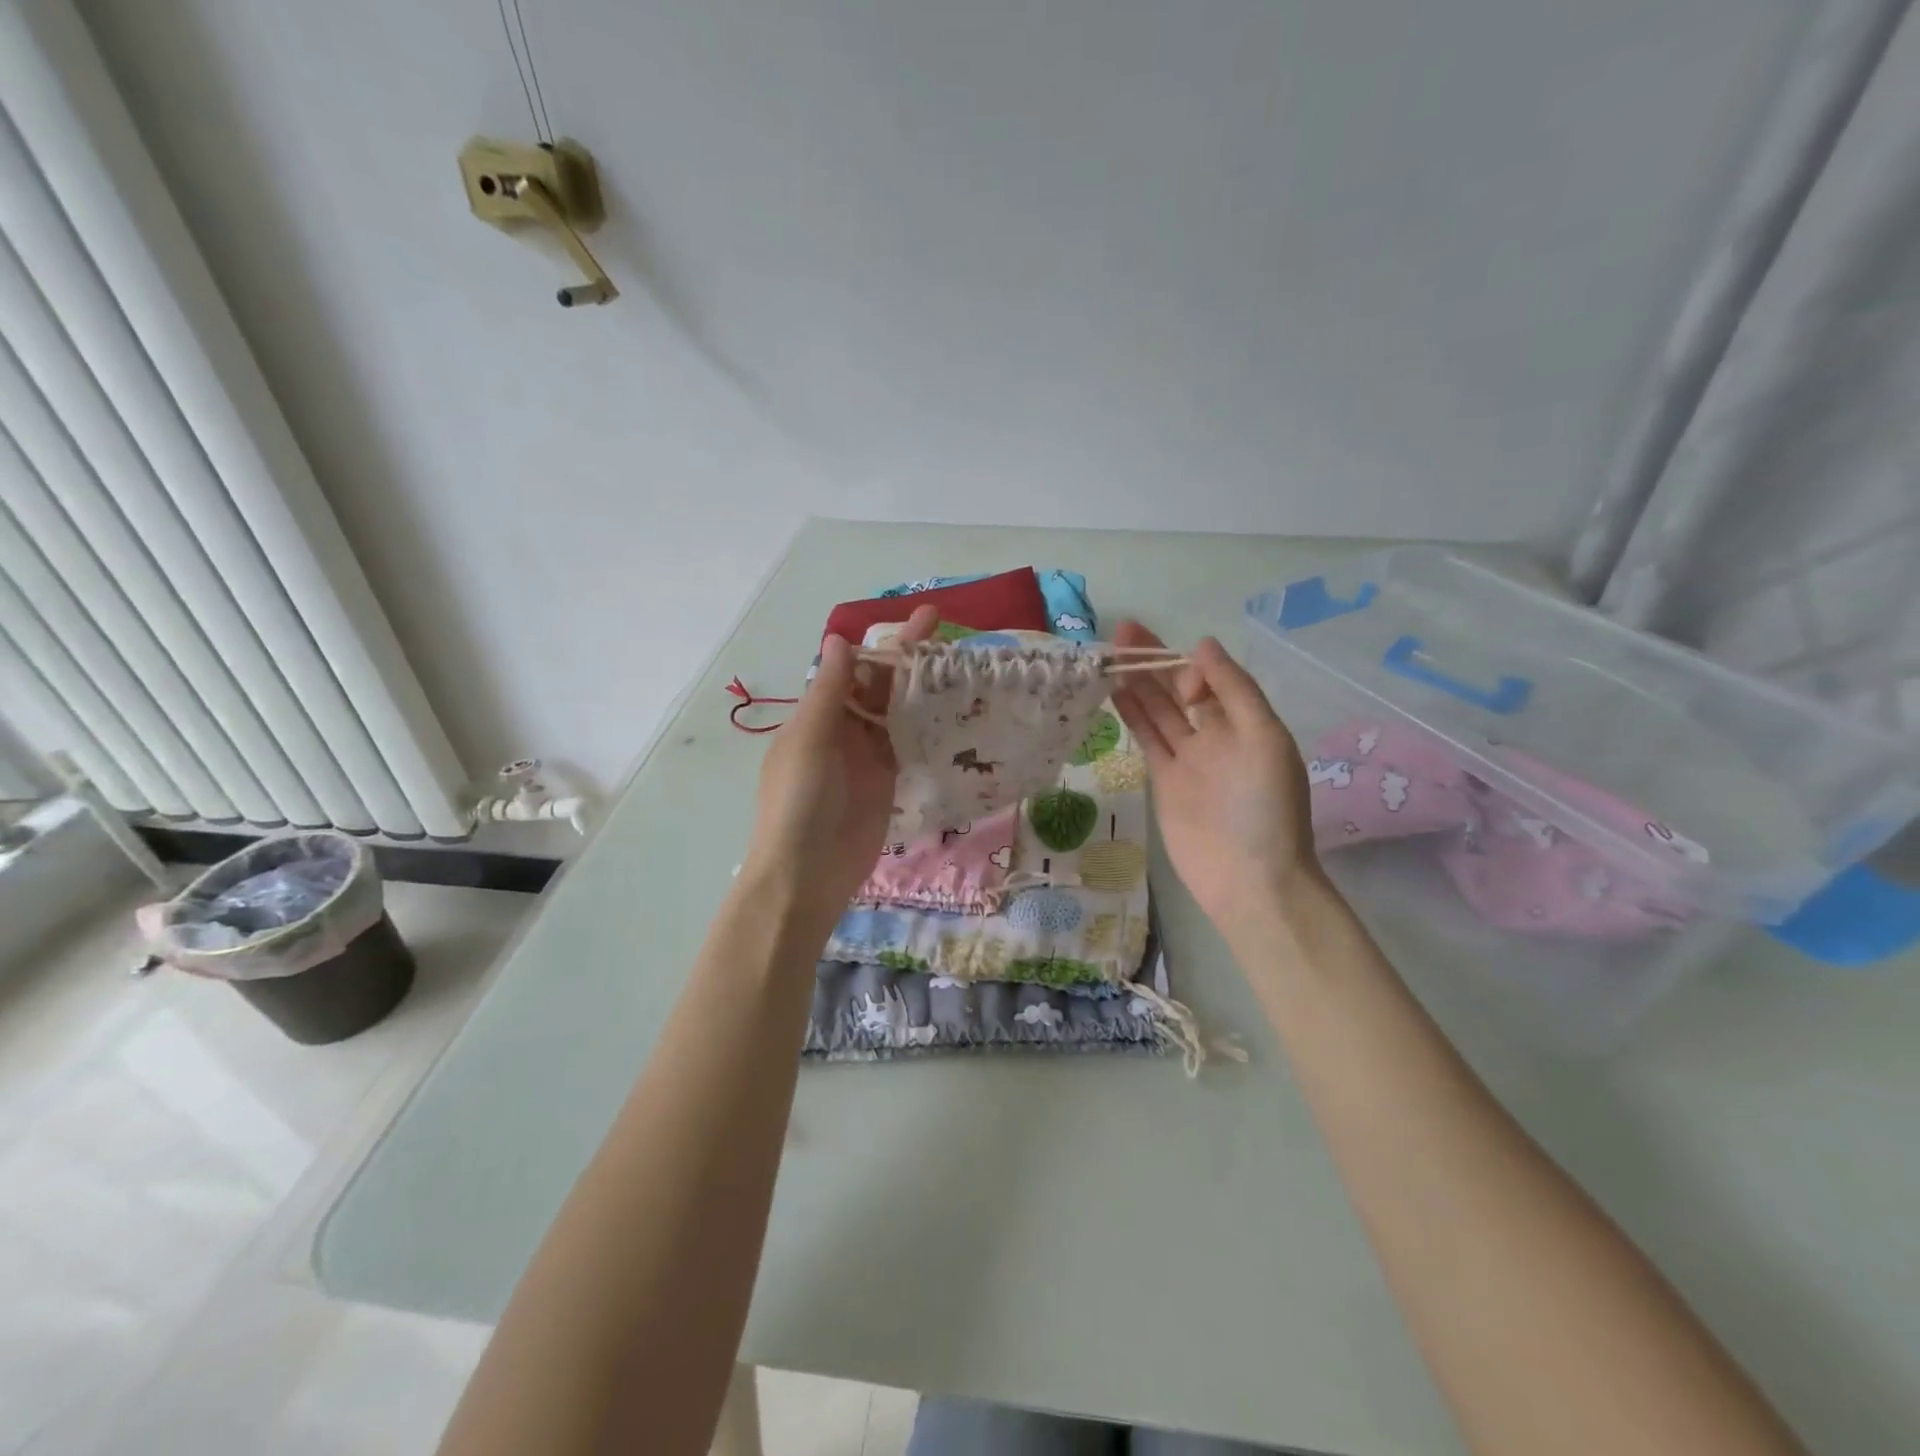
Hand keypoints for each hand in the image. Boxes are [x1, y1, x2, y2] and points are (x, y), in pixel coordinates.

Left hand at [740, 606, 938, 923]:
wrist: (806, 874)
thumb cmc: (798, 801)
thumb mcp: (810, 739)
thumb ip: (829, 691)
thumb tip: (839, 638)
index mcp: (817, 714)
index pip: (853, 668)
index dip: (884, 645)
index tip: (920, 622)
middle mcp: (842, 729)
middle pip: (879, 687)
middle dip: (909, 660)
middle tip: (948, 634)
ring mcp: (866, 757)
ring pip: (896, 713)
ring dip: (921, 690)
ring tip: (960, 666)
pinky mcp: (887, 782)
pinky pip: (907, 745)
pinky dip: (926, 726)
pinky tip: (953, 710)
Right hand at [1110, 622, 1323, 931]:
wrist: (1249, 879)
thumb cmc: (1265, 808)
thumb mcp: (1264, 739)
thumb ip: (1235, 690)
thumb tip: (1202, 644)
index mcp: (1246, 722)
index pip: (1212, 678)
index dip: (1190, 666)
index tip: (1178, 675)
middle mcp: (1217, 735)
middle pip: (1180, 689)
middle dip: (1154, 661)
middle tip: (1122, 632)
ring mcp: (1189, 758)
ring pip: (1159, 711)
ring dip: (1138, 684)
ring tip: (1110, 656)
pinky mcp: (1165, 781)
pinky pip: (1148, 739)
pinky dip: (1133, 716)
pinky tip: (1115, 693)